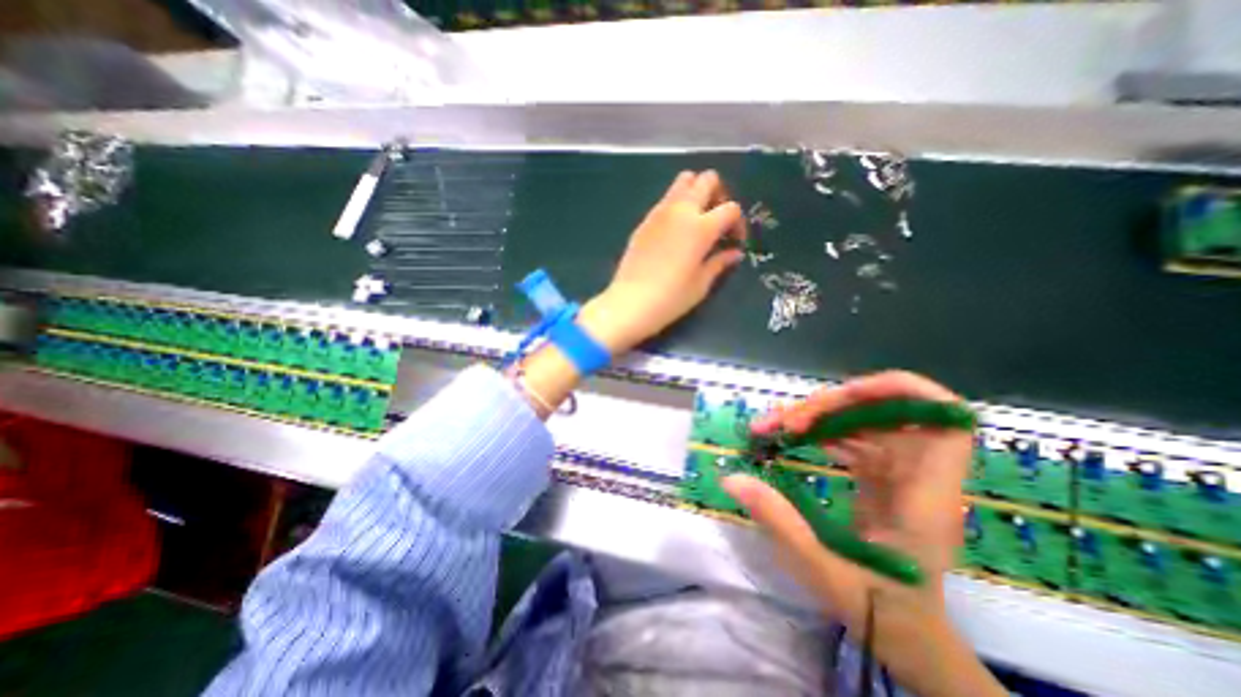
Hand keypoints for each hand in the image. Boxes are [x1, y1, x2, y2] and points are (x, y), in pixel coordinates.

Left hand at [576, 168, 739, 352]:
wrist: (631, 302)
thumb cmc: (671, 297)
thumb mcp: (701, 284)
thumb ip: (719, 263)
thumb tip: (734, 253)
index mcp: (701, 227)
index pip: (730, 208)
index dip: (738, 223)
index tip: (733, 242)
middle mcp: (682, 210)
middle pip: (707, 179)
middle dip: (718, 194)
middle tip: (716, 220)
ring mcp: (660, 212)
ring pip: (683, 181)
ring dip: (696, 192)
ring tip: (696, 220)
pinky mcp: (645, 220)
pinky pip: (665, 199)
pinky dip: (676, 204)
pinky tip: (675, 231)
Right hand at [723, 370, 1001, 695]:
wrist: (904, 635)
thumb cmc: (875, 609)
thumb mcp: (819, 567)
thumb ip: (776, 519)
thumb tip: (732, 478)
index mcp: (921, 497)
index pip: (945, 425)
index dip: (905, 393)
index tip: (852, 391)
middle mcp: (915, 476)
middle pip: (883, 414)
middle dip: (830, 406)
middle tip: (784, 421)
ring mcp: (897, 474)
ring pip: (862, 422)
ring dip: (818, 417)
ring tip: (774, 427)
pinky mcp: (880, 477)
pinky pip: (853, 438)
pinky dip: (821, 432)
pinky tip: (794, 438)